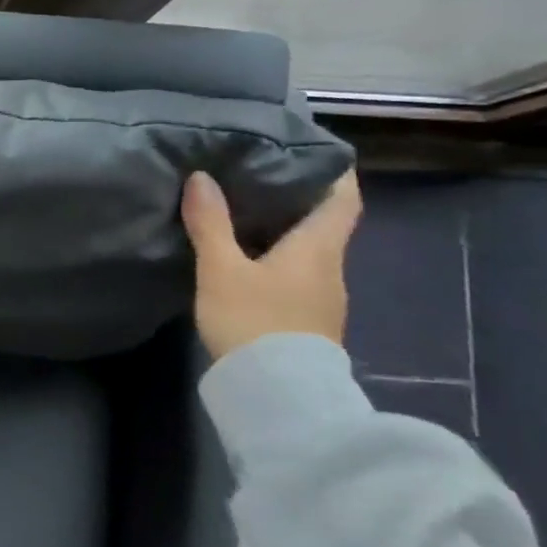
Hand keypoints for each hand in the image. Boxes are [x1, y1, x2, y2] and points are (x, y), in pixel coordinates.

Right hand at [181, 169, 361, 360]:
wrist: (277, 395)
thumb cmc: (255, 320)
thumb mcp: (222, 269)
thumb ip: (211, 223)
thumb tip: (202, 177)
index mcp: (319, 247)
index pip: (344, 198)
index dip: (334, 171)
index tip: (313, 152)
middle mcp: (330, 267)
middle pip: (324, 223)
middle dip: (297, 198)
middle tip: (259, 175)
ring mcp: (323, 298)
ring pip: (309, 251)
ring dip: (285, 231)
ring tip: (246, 213)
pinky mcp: (308, 322)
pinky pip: (298, 276)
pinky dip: (278, 259)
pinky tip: (248, 261)